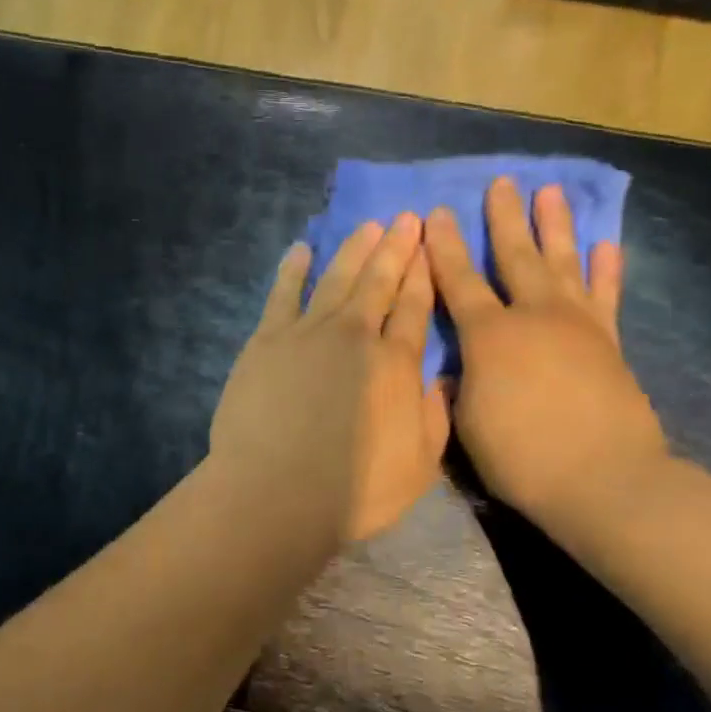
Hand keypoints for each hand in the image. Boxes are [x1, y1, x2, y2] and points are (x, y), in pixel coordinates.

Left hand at [211, 215, 450, 542]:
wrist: (276, 493)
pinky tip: (301, 250)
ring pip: (336, 278)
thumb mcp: (420, 464)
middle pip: (379, 281)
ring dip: (354, 249)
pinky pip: (283, 294)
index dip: (424, 273)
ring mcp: (307, 333)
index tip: (430, 246)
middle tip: (407, 218)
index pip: (416, 306)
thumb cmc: (355, 491)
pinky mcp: (267, 341)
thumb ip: (435, 415)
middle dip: (396, 247)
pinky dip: (293, 269)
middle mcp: (355, 335)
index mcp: (396, 362)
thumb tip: (443, 378)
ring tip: (368, 226)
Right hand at [424, 178, 665, 530]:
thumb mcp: (467, 425)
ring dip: (555, 226)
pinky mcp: (609, 343)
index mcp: (489, 336)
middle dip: (504, 219)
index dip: (444, 247)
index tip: (438, 213)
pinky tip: (606, 244)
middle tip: (501, 182)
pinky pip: (606, 296)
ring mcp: (577, 325)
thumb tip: (458, 370)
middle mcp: (533, 316)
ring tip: (550, 191)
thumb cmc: (522, 457)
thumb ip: (459, 387)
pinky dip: (606, 270)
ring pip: (563, 263)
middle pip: (515, 256)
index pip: (458, 281)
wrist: (604, 481)